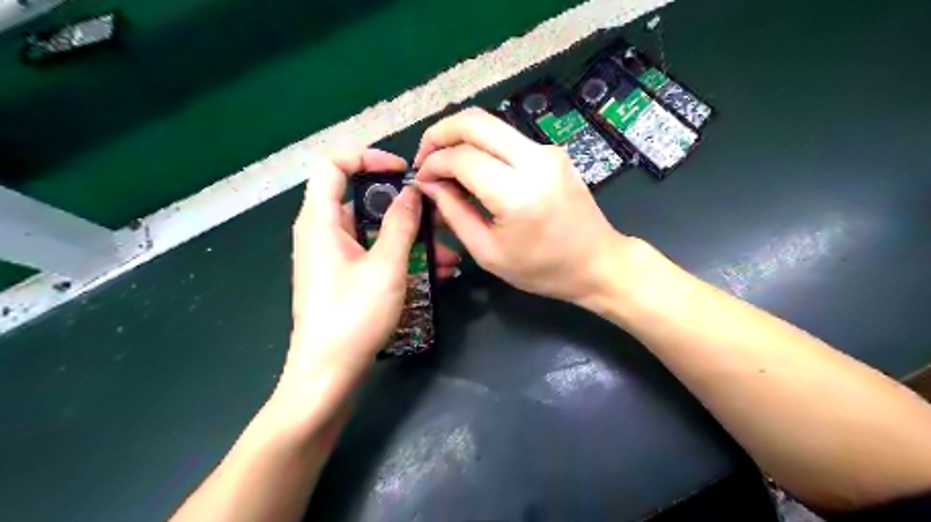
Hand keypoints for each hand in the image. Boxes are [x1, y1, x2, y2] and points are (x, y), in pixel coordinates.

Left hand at [280, 148, 461, 416]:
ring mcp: (335, 258)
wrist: (327, 376)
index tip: (403, 171)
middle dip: (405, 207)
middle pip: (363, 200)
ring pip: (375, 233)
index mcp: (321, 220)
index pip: (333, 164)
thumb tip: (411, 192)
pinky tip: (437, 273)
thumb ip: (400, 223)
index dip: (367, 157)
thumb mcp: (385, 266)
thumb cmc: (352, 316)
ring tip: (449, 255)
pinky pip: (376, 256)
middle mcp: (323, 232)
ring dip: (412, 238)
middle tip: (440, 217)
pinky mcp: (345, 278)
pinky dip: (402, 258)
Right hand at [414, 107, 623, 304]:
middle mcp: (535, 160)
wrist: (598, 262)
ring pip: (491, 123)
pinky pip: (507, 138)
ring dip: (460, 137)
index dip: (433, 164)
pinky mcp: (553, 151)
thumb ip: (455, 213)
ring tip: (444, 164)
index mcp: (518, 193)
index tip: (421, 179)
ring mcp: (548, 151)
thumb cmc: (543, 269)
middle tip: (424, 157)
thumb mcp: (489, 253)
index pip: (462, 158)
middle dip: (440, 133)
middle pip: (475, 122)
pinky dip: (482, 145)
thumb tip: (429, 184)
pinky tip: (472, 168)